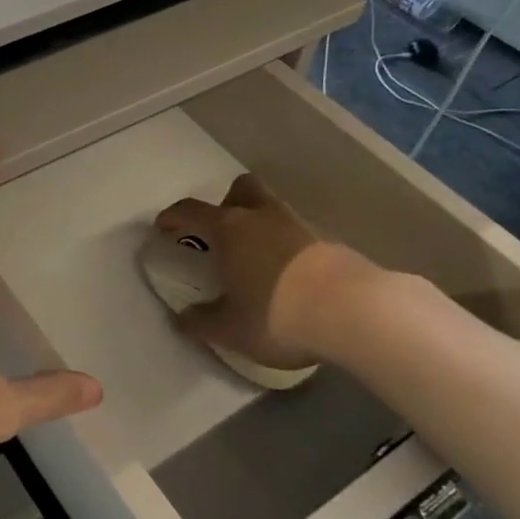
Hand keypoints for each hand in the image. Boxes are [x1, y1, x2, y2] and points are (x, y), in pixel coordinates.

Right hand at [155, 173, 375, 370]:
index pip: (192, 211)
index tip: (164, 226)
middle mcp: (263, 217)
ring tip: (258, 259)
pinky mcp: (332, 242)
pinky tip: (291, 276)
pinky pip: (300, 234)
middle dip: (228, 203)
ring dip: (261, 225)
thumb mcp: (230, 329)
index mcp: (230, 229)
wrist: (355, 312)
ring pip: (274, 209)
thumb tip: (182, 319)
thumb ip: (202, 322)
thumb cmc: (278, 314)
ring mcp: (301, 226)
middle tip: (222, 232)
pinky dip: (290, 247)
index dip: (174, 217)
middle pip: (242, 189)